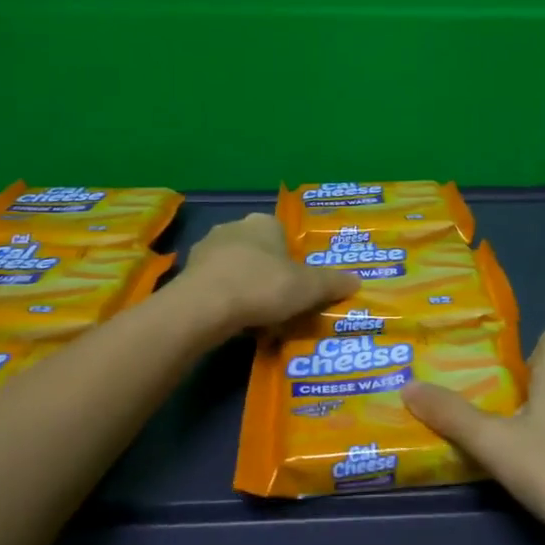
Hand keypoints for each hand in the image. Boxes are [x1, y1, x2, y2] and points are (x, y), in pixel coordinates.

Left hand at [180, 213, 358, 334]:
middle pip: (258, 251)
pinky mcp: (187, 274)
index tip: (297, 286)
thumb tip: (357, 281)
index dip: (292, 261)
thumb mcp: (309, 287)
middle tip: (280, 304)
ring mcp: (206, 249)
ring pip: (235, 268)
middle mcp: (233, 227)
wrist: (204, 306)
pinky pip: (215, 286)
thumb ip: (333, 283)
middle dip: (268, 274)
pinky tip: (232, 321)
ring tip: (256, 318)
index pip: (283, 235)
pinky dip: (224, 300)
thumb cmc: (263, 287)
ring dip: (244, 288)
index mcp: (263, 223)